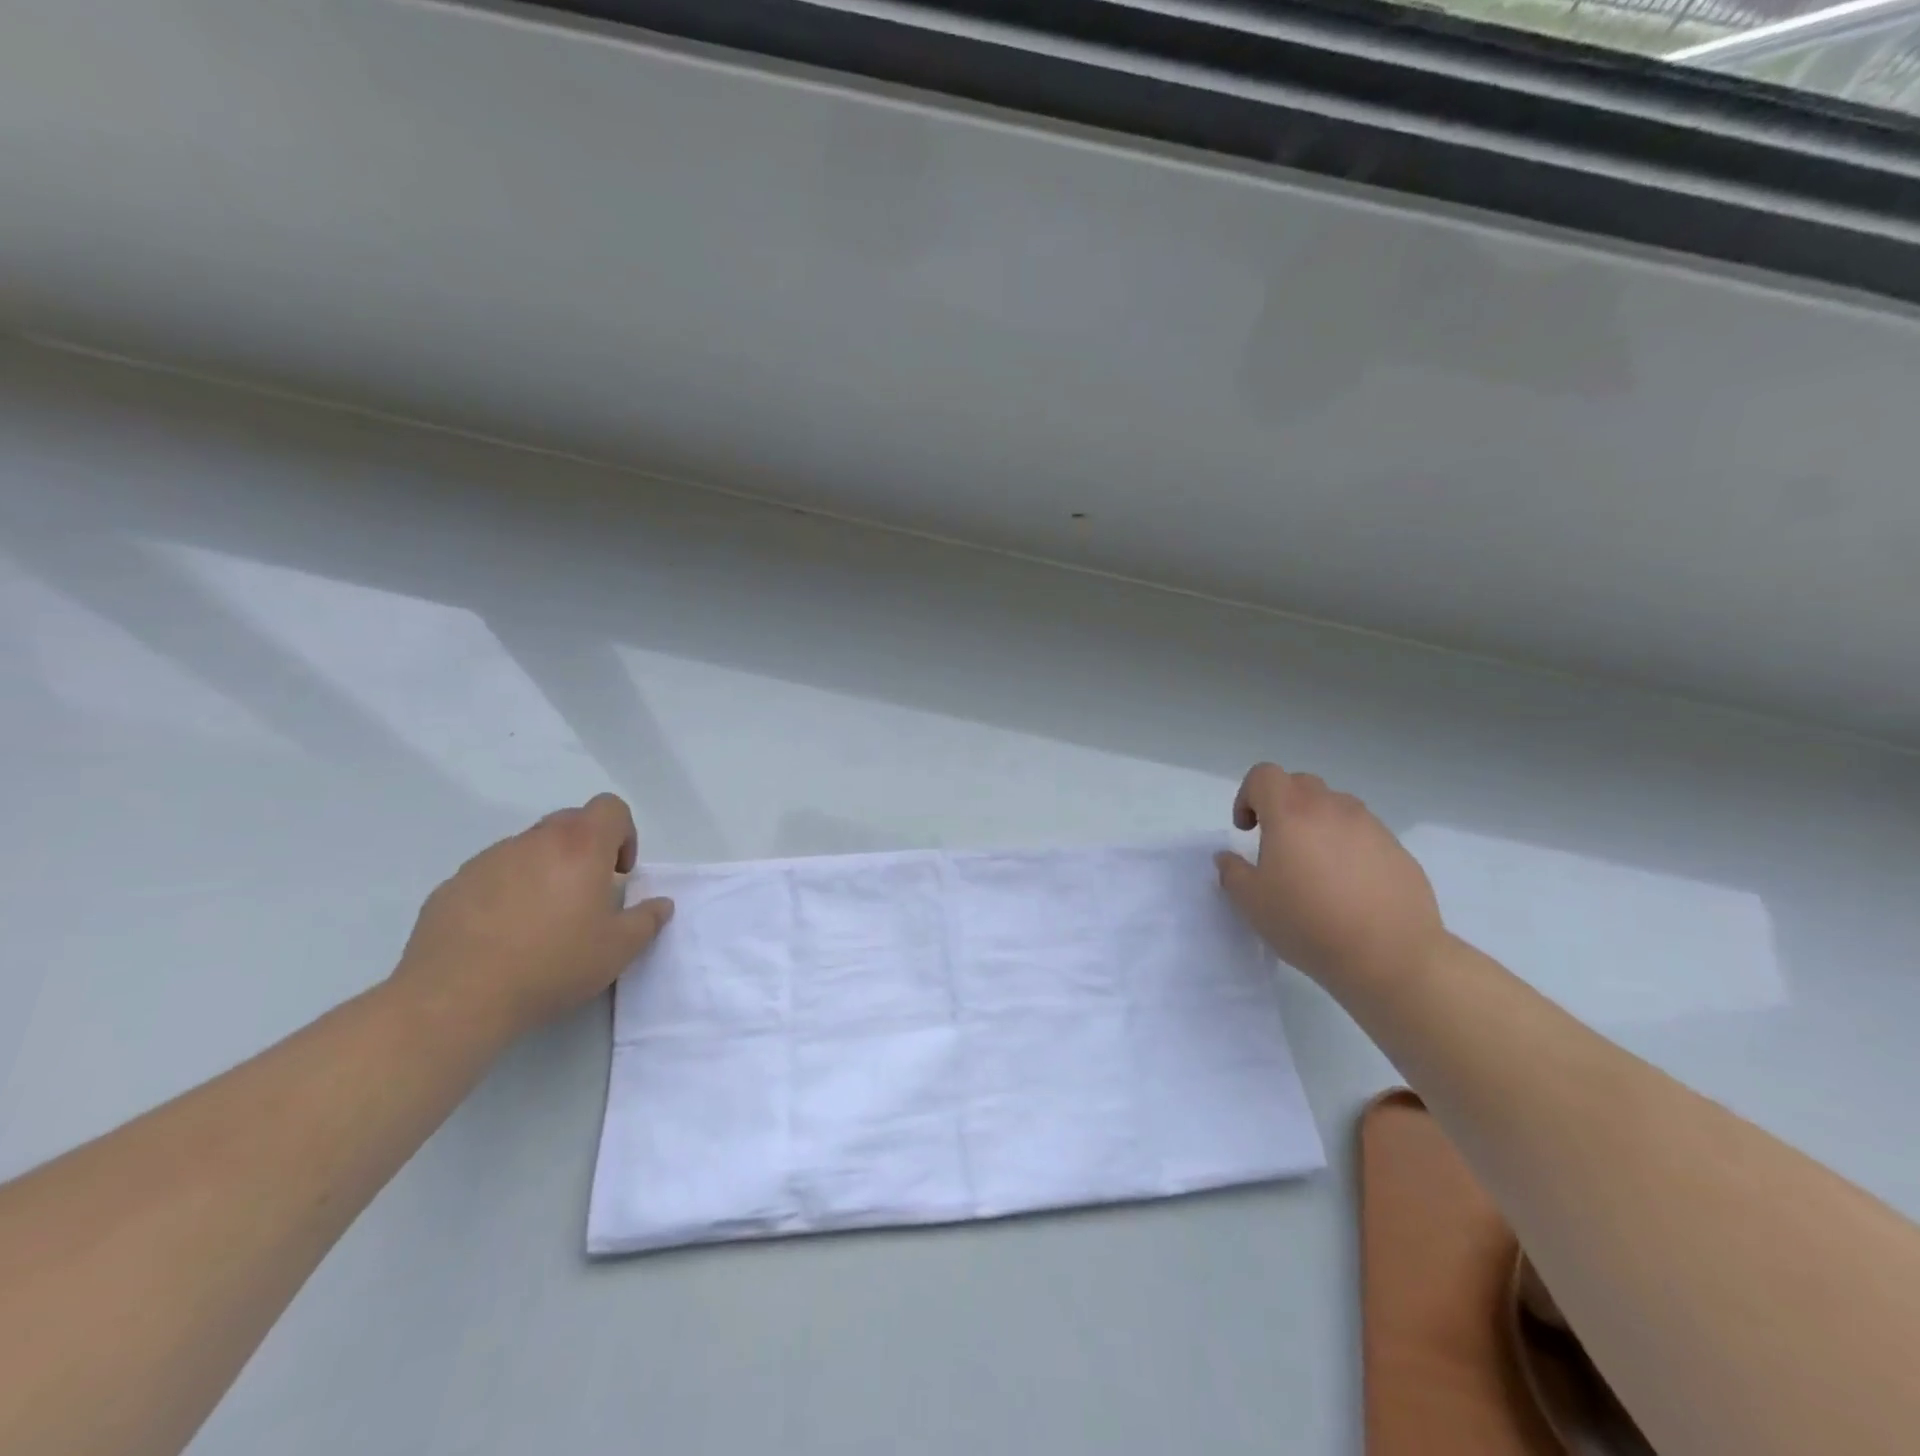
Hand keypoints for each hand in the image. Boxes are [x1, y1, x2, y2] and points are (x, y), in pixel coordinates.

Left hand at [391, 793, 673, 1041]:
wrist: (456, 999)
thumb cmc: (552, 965)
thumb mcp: (618, 950)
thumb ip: (647, 920)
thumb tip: (660, 904)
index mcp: (580, 847)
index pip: (610, 808)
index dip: (623, 833)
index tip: (618, 874)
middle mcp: (534, 841)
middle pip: (570, 822)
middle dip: (586, 849)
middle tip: (586, 895)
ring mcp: (488, 860)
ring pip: (528, 848)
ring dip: (544, 870)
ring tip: (541, 920)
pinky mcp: (452, 885)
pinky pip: (492, 874)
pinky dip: (506, 891)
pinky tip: (502, 935)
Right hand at [1214, 763, 1443, 994]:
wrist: (1390, 956)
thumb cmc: (1308, 923)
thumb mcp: (1251, 903)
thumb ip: (1232, 872)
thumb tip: (1228, 857)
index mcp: (1290, 813)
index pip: (1264, 775)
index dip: (1247, 795)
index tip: (1246, 830)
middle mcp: (1332, 808)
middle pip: (1300, 784)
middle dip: (1281, 805)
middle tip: (1277, 845)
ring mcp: (1370, 826)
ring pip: (1335, 807)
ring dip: (1317, 824)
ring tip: (1315, 867)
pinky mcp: (1398, 850)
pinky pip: (1364, 834)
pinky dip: (1348, 846)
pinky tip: (1348, 888)